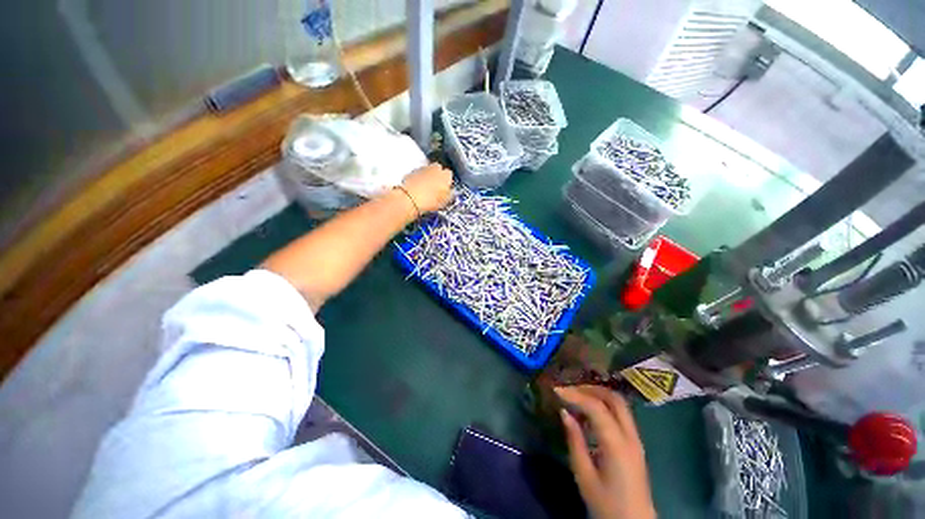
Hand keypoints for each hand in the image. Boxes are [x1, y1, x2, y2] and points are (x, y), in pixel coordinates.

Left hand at [401, 163, 452, 213]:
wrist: (410, 199)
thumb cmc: (429, 200)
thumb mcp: (445, 202)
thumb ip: (450, 194)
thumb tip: (449, 194)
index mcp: (446, 175)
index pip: (450, 176)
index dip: (448, 183)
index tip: (446, 189)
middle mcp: (435, 168)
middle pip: (439, 170)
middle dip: (438, 178)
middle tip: (436, 189)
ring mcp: (423, 169)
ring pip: (428, 172)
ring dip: (428, 178)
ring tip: (426, 191)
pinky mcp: (412, 172)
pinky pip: (418, 175)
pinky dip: (418, 180)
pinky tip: (418, 190)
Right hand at [556, 386, 655, 518]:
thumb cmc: (606, 504)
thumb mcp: (584, 476)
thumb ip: (575, 441)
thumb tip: (565, 412)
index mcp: (617, 445)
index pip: (596, 407)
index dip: (575, 394)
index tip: (556, 389)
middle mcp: (630, 437)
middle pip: (614, 399)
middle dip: (590, 388)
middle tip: (569, 389)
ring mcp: (636, 439)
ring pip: (619, 404)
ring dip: (597, 395)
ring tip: (576, 396)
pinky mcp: (635, 444)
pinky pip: (620, 415)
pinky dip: (604, 405)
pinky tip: (589, 413)